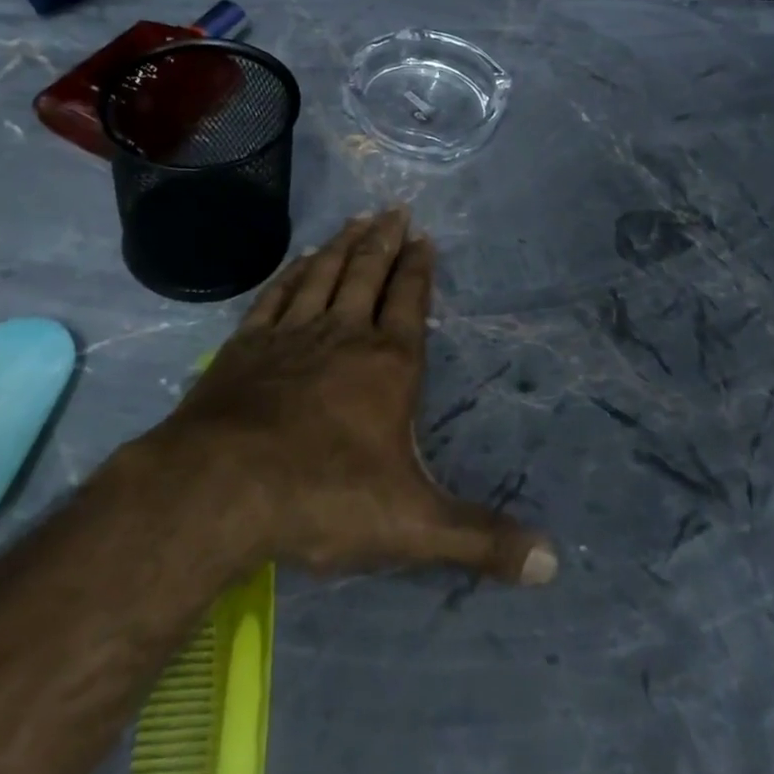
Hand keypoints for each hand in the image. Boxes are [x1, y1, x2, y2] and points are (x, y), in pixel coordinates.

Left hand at [163, 211, 557, 584]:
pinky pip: (277, 295)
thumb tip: (552, 564)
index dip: (418, 269)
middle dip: (384, 241)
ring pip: (324, 275)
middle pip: (368, 274)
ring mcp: (291, 334)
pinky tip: (300, 260)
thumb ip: (480, 540)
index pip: (409, 302)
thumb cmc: (323, 497)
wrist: (221, 487)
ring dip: (342, 245)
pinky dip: (293, 273)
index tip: (423, 237)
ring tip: (356, 218)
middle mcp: (343, 334)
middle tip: (395, 209)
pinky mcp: (247, 345)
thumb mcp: (413, 526)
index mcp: (387, 365)